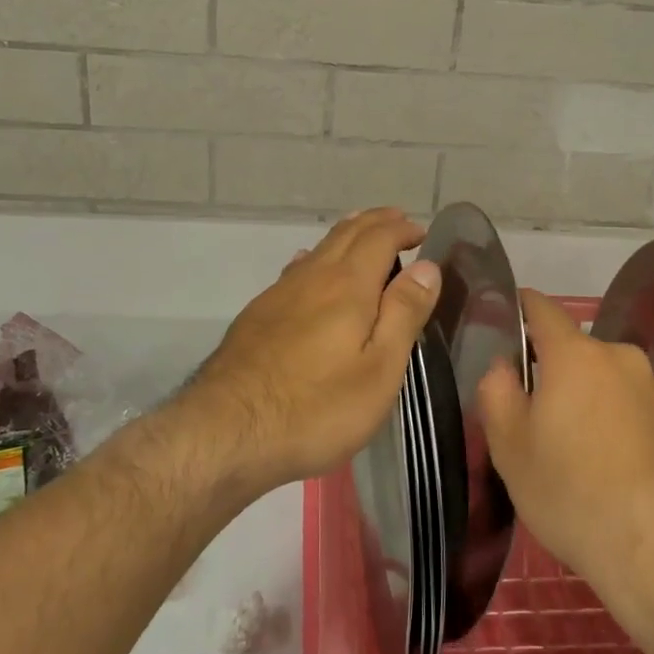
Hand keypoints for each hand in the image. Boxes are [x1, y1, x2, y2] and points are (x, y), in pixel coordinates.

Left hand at [192, 208, 440, 490]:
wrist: (226, 432)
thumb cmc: (316, 408)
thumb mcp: (379, 369)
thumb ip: (403, 313)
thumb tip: (427, 266)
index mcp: (347, 286)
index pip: (379, 237)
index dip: (402, 229)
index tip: (422, 233)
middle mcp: (312, 277)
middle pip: (346, 234)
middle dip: (375, 222)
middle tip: (398, 221)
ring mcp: (278, 295)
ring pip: (317, 249)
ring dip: (346, 235)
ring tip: (362, 233)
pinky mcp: (256, 316)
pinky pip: (294, 271)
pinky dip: (315, 258)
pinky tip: (308, 268)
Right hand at [476, 290, 653, 594]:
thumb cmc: (571, 491)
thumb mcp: (509, 445)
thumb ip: (496, 390)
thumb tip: (505, 366)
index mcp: (576, 353)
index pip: (542, 307)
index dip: (519, 309)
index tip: (503, 325)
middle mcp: (619, 357)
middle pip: (573, 348)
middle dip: (549, 369)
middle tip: (530, 413)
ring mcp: (652, 388)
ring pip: (601, 377)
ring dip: (582, 396)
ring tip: (568, 446)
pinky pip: (626, 403)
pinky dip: (609, 418)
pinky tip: (603, 463)